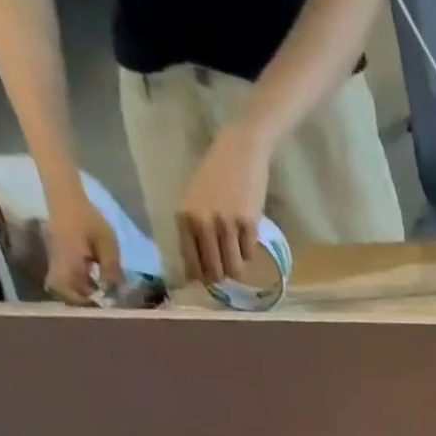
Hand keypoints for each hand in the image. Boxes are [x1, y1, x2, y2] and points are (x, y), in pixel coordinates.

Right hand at [42, 194, 123, 304]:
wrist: (67, 197)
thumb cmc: (88, 219)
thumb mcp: (107, 244)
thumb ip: (112, 269)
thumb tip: (116, 292)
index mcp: (68, 260)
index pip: (63, 288)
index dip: (79, 302)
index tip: (98, 305)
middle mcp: (58, 263)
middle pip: (64, 292)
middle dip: (83, 301)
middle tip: (104, 303)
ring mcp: (57, 260)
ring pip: (67, 286)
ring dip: (85, 294)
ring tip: (105, 294)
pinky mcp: (61, 258)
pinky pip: (70, 278)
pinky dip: (83, 285)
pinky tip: (99, 283)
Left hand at [177, 122, 272, 286]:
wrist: (239, 152)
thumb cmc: (215, 177)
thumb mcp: (196, 201)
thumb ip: (195, 230)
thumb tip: (202, 268)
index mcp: (186, 216)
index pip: (191, 261)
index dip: (199, 277)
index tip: (205, 283)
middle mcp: (204, 222)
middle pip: (214, 270)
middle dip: (220, 277)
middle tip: (225, 275)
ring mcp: (227, 223)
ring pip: (234, 267)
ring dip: (237, 270)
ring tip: (237, 260)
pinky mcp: (248, 224)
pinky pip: (249, 254)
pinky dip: (248, 254)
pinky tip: (246, 242)